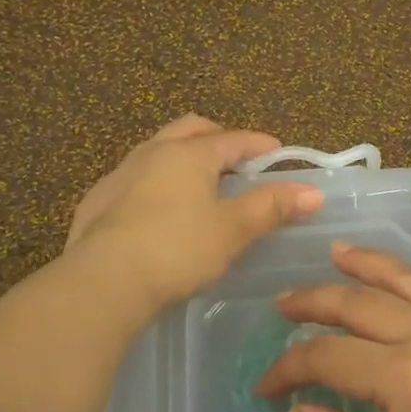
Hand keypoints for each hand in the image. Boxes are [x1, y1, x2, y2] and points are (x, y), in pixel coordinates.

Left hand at [65, 115, 323, 313]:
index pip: (232, 139)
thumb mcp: (233, 229)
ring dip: (181, 157)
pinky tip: (156, 209)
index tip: (277, 152)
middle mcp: (152, 153)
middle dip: (216, 138)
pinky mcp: (97, 202)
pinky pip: (132, 180)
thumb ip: (271, 207)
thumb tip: (313, 191)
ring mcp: (119, 175)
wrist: (104, 281)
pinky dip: (154, 183)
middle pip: (189, 130)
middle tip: (235, 158)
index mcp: (188, 154)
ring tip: (198, 182)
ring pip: (156, 151)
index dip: (258, 144)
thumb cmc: (178, 249)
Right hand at [257, 244, 410, 411]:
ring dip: (359, 265)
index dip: (287, 368)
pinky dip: (405, 273)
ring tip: (331, 254)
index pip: (326, 357)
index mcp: (404, 378)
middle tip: (281, 308)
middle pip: (355, 303)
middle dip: (311, 303)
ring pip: (399, 279)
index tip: (265, 387)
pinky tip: (395, 277)